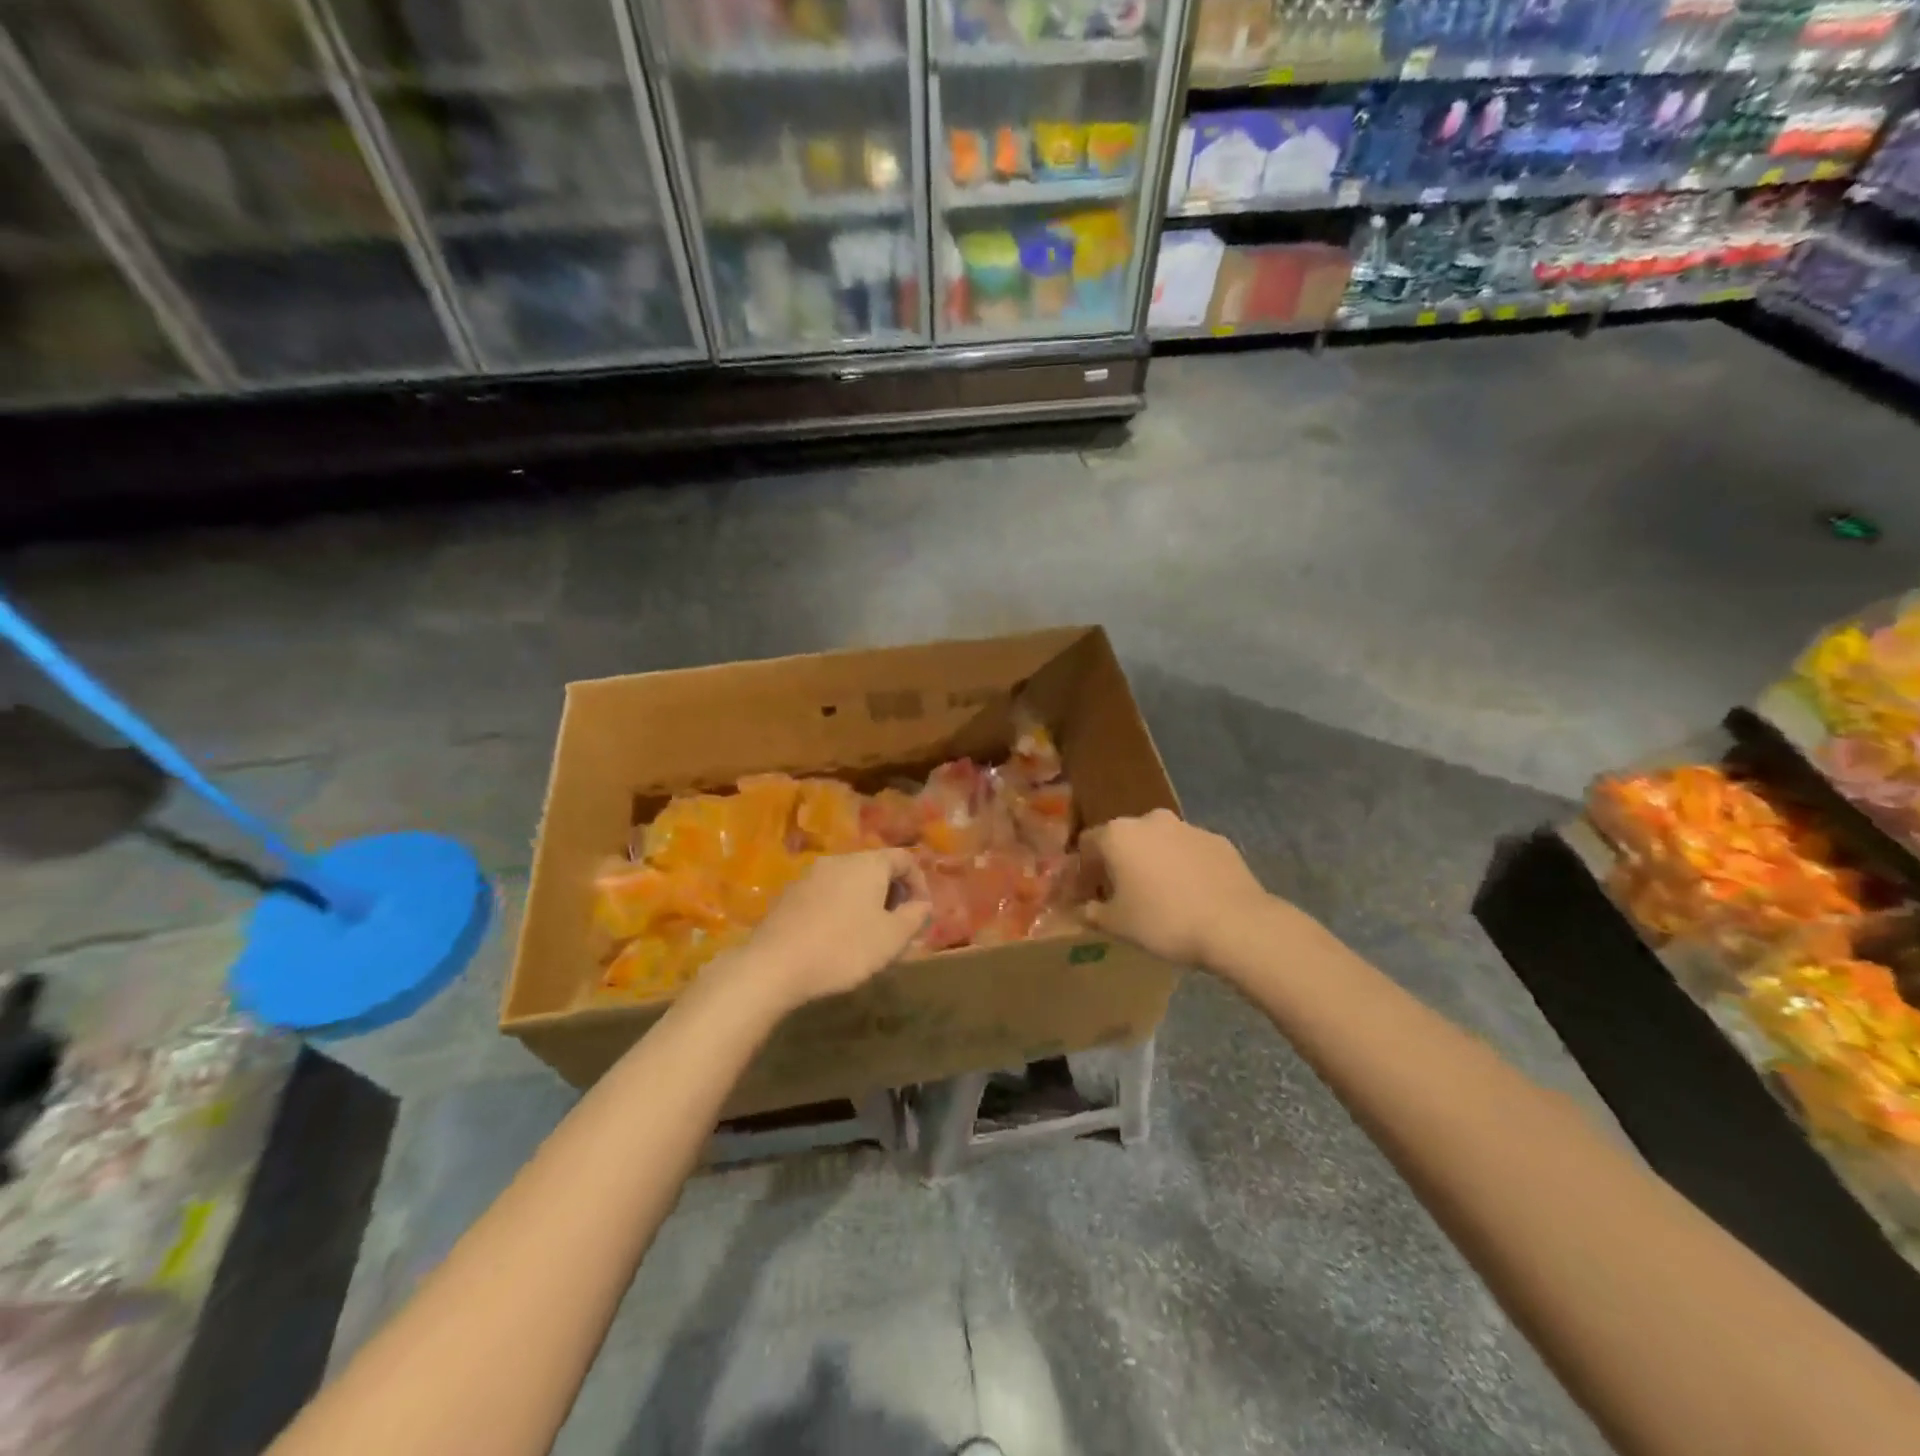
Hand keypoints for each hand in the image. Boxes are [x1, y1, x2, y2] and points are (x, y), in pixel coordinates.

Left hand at [743, 850, 930, 1009]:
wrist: (775, 964)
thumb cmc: (844, 948)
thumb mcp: (892, 938)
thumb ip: (914, 917)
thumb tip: (922, 904)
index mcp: (868, 863)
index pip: (904, 858)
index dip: (919, 883)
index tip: (920, 913)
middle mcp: (839, 860)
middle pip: (875, 867)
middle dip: (892, 893)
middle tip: (897, 925)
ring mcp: (810, 875)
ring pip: (849, 881)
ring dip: (865, 902)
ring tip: (868, 935)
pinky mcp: (789, 895)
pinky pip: (826, 894)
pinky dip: (839, 908)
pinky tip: (836, 938)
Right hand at [1081, 809, 1271, 966]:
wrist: (1235, 924)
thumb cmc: (1164, 921)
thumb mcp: (1117, 925)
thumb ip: (1092, 913)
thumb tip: (1082, 909)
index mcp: (1118, 835)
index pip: (1087, 844)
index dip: (1084, 870)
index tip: (1088, 895)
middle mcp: (1150, 820)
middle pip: (1124, 839)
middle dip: (1119, 863)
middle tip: (1122, 895)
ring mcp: (1187, 827)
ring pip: (1158, 842)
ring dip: (1152, 862)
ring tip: (1159, 896)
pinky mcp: (1218, 840)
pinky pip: (1189, 851)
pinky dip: (1182, 866)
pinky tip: (1191, 894)